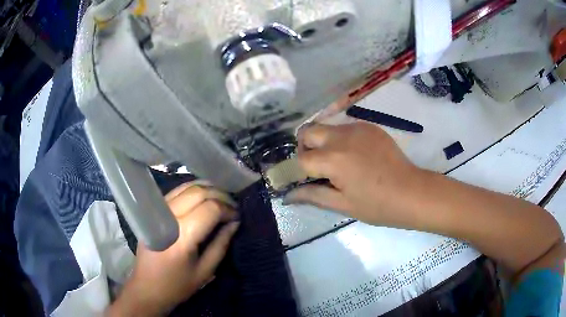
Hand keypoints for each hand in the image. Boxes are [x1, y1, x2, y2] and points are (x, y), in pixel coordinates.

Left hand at [107, 184, 239, 315]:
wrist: (146, 287)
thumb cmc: (177, 285)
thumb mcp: (205, 271)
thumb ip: (221, 244)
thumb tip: (234, 223)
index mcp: (182, 237)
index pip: (210, 209)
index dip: (228, 209)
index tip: (238, 217)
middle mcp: (169, 218)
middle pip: (199, 192)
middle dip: (220, 195)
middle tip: (233, 206)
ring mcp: (159, 211)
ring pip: (187, 187)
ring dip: (208, 189)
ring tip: (222, 200)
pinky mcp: (154, 211)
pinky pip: (177, 191)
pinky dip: (193, 190)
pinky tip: (204, 197)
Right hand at [284, 122, 425, 227]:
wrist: (412, 192)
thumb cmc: (377, 205)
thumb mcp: (342, 204)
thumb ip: (312, 196)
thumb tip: (287, 196)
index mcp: (333, 158)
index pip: (301, 158)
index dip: (301, 171)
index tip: (310, 180)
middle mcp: (341, 136)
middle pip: (308, 131)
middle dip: (306, 148)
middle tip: (319, 167)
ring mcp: (357, 128)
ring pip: (326, 128)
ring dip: (324, 143)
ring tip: (341, 163)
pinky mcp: (370, 127)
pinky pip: (345, 128)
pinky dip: (342, 140)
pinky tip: (357, 157)